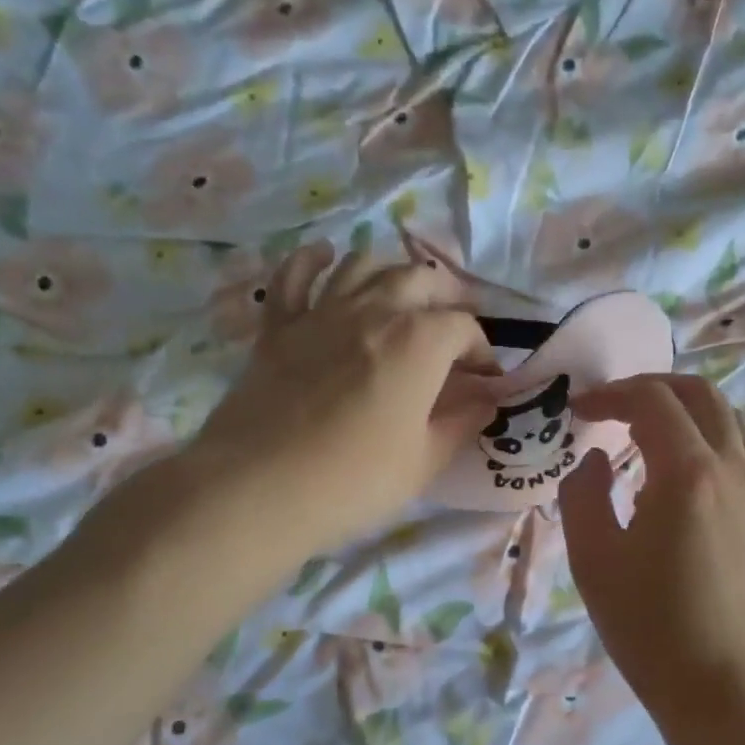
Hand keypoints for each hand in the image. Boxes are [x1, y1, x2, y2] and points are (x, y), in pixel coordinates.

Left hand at [186, 242, 495, 556]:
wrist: (258, 487)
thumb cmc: (355, 480)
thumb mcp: (425, 461)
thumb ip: (463, 422)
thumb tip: (486, 399)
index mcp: (419, 341)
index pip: (464, 327)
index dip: (482, 350)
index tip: (484, 378)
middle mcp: (374, 310)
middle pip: (421, 279)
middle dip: (447, 297)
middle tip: (453, 326)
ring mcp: (322, 312)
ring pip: (363, 265)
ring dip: (391, 272)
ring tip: (402, 295)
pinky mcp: (279, 326)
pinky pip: (295, 276)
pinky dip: (312, 261)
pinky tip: (325, 257)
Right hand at [558, 374, 744, 742]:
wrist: (725, 691)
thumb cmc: (650, 628)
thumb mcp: (593, 559)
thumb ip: (583, 493)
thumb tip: (597, 458)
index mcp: (688, 473)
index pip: (652, 400)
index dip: (611, 393)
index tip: (578, 409)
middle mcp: (733, 469)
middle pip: (701, 394)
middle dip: (653, 387)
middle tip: (613, 406)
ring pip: (729, 420)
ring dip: (685, 410)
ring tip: (645, 434)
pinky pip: (740, 454)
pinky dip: (705, 440)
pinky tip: (677, 479)